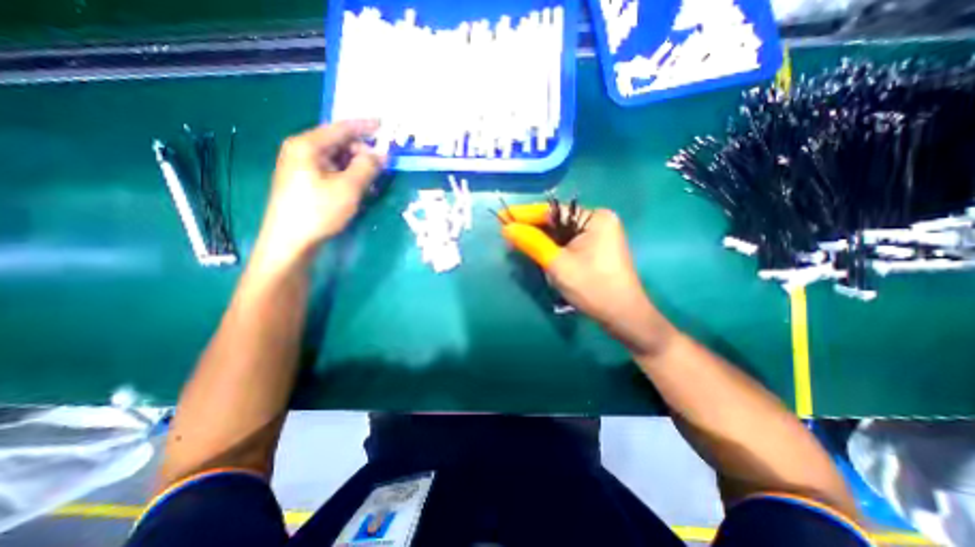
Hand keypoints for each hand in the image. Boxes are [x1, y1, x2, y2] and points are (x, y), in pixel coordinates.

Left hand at [254, 122, 384, 268]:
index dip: (364, 126)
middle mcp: (301, 151)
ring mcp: (301, 167)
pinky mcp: (304, 182)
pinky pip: (331, 171)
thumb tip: (381, 154)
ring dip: (356, 167)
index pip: (340, 128)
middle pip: (339, 144)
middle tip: (380, 168)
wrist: (290, 241)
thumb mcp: (349, 188)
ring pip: (336, 159)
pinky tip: (356, 189)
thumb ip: (367, 167)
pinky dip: (346, 177)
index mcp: (307, 145)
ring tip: (370, 183)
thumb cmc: (319, 211)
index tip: (383, 124)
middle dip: (361, 153)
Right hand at [499, 203, 674, 354]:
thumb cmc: (593, 288)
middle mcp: (598, 221)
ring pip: (561, 233)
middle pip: (557, 220)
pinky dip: (552, 247)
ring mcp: (600, 235)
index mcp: (595, 218)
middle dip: (532, 228)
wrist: (623, 316)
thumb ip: (532, 243)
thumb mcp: (558, 264)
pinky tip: (537, 251)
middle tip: (507, 234)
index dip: (524, 214)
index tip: (501, 216)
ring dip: (541, 239)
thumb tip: (507, 228)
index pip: (552, 211)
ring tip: (517, 242)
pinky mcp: (597, 248)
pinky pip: (568, 242)